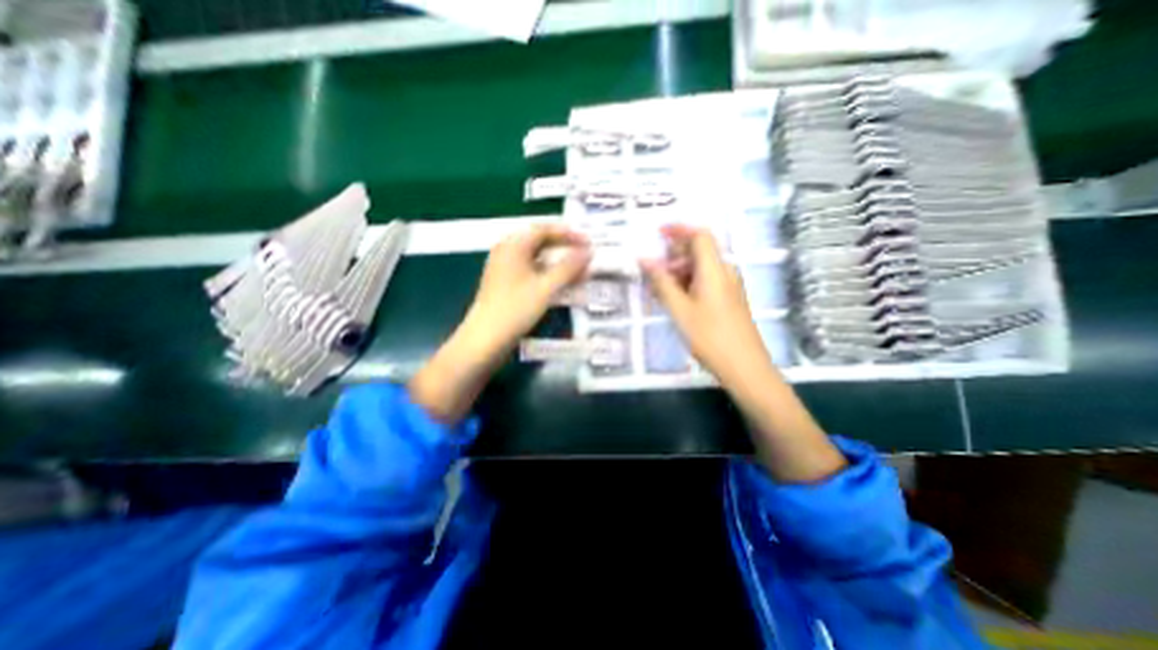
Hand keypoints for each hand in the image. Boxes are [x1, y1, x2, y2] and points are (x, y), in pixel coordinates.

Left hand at [460, 225, 592, 361]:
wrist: (485, 340)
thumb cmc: (515, 310)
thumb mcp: (546, 288)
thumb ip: (568, 268)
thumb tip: (588, 252)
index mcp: (513, 245)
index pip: (544, 229)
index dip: (568, 234)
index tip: (588, 243)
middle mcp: (506, 251)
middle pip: (539, 242)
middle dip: (564, 247)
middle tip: (584, 255)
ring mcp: (504, 268)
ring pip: (536, 258)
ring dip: (557, 262)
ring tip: (578, 271)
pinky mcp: (505, 284)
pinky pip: (530, 271)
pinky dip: (547, 274)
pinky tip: (560, 284)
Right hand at [642, 224, 775, 395]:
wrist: (744, 367)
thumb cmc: (709, 336)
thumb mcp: (679, 309)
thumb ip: (661, 282)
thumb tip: (644, 259)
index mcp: (715, 269)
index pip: (699, 235)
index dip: (679, 229)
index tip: (657, 233)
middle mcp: (725, 272)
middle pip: (699, 252)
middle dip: (673, 256)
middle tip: (652, 271)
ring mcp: (729, 287)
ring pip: (701, 269)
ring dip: (678, 273)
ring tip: (658, 290)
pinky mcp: (729, 300)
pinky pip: (706, 282)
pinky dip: (688, 285)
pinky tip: (675, 301)